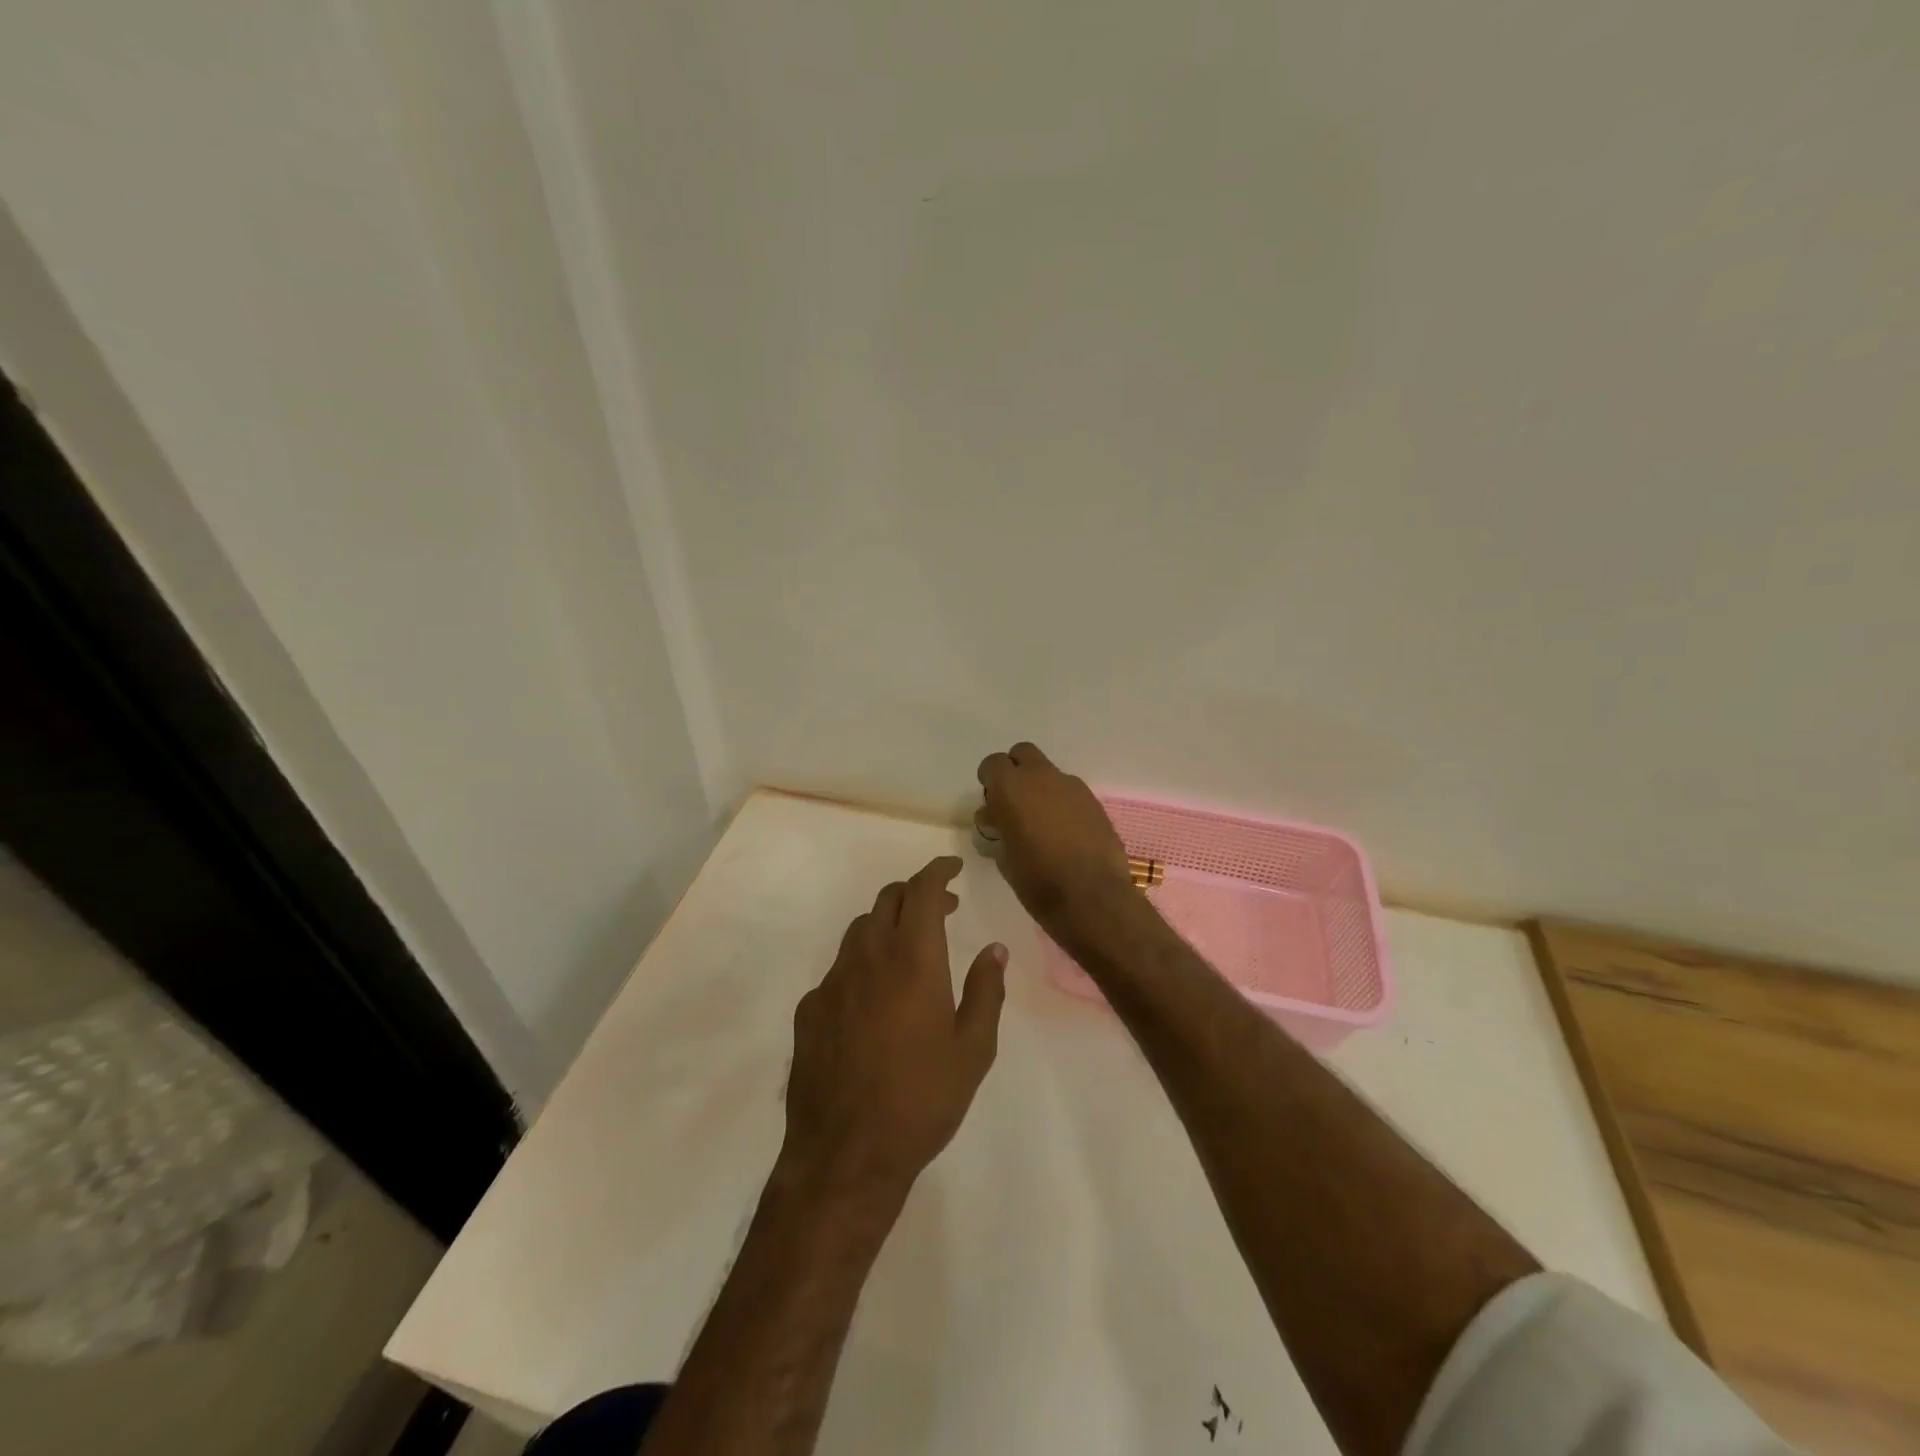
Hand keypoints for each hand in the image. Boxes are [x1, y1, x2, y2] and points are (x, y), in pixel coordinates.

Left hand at [781, 857, 1007, 1204]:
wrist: (846, 1154)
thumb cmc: (922, 1100)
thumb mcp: (973, 1050)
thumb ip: (985, 991)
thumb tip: (994, 950)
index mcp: (912, 959)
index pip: (922, 891)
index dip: (938, 871)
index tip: (954, 867)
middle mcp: (868, 957)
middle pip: (887, 899)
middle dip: (916, 892)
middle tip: (943, 909)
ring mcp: (832, 981)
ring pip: (860, 929)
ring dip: (888, 923)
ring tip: (910, 947)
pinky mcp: (809, 1009)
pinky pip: (839, 968)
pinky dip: (863, 962)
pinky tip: (874, 996)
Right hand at [975, 741, 1133, 943]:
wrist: (1093, 897)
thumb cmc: (1038, 881)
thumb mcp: (1004, 858)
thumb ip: (998, 829)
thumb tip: (995, 818)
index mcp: (1012, 788)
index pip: (992, 764)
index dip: (990, 781)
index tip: (991, 804)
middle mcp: (1042, 777)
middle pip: (1023, 753)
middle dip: (1015, 771)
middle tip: (1013, 803)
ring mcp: (1072, 787)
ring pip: (1049, 772)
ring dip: (1041, 788)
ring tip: (1041, 822)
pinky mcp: (1094, 802)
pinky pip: (1070, 792)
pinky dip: (1062, 803)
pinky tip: (1065, 833)